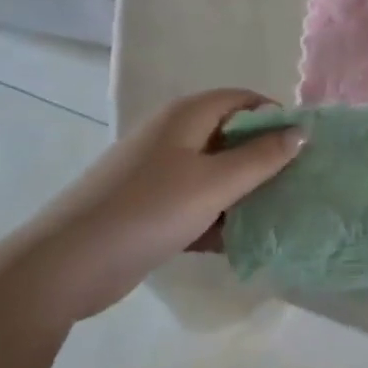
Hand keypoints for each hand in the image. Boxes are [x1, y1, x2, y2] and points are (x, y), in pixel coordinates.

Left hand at [11, 89, 303, 322]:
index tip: (304, 147)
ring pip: (215, 173)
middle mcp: (173, 135)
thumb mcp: (215, 183)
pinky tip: (241, 242)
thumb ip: (262, 158)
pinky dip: (218, 216)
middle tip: (297, 183)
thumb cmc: (147, 210)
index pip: (245, 100)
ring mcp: (158, 172)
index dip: (276, 118)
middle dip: (264, 159)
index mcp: (188, 115)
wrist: (63, 267)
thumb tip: (302, 131)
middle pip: (232, 136)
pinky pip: (196, 202)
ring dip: (244, 192)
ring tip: (278, 214)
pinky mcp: (149, 207)